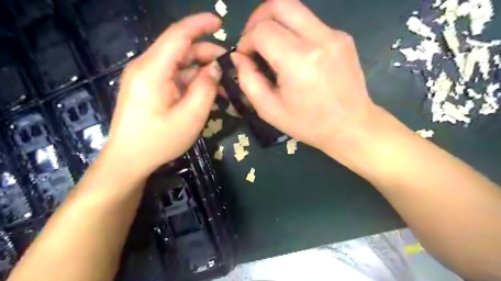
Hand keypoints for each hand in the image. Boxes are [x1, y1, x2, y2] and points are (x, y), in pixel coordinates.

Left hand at [101, 13, 224, 178]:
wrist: (129, 160)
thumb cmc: (159, 141)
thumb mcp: (191, 116)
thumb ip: (206, 87)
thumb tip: (215, 67)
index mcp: (153, 70)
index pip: (178, 35)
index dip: (200, 25)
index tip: (221, 22)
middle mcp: (146, 67)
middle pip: (181, 50)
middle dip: (207, 55)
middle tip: (229, 69)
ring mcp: (146, 78)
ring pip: (179, 65)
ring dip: (202, 71)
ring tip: (223, 86)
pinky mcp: (148, 88)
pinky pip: (174, 78)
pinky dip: (192, 82)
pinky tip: (207, 93)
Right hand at [235, 0, 379, 161]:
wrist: (351, 126)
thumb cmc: (308, 124)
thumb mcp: (269, 110)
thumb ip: (248, 80)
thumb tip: (239, 57)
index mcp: (298, 61)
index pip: (262, 30)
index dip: (246, 40)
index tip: (245, 57)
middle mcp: (319, 39)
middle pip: (280, 4)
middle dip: (258, 19)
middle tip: (253, 40)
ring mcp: (335, 35)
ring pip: (296, 9)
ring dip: (276, 23)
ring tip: (271, 47)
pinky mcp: (343, 37)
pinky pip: (310, 23)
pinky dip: (294, 32)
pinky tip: (294, 55)